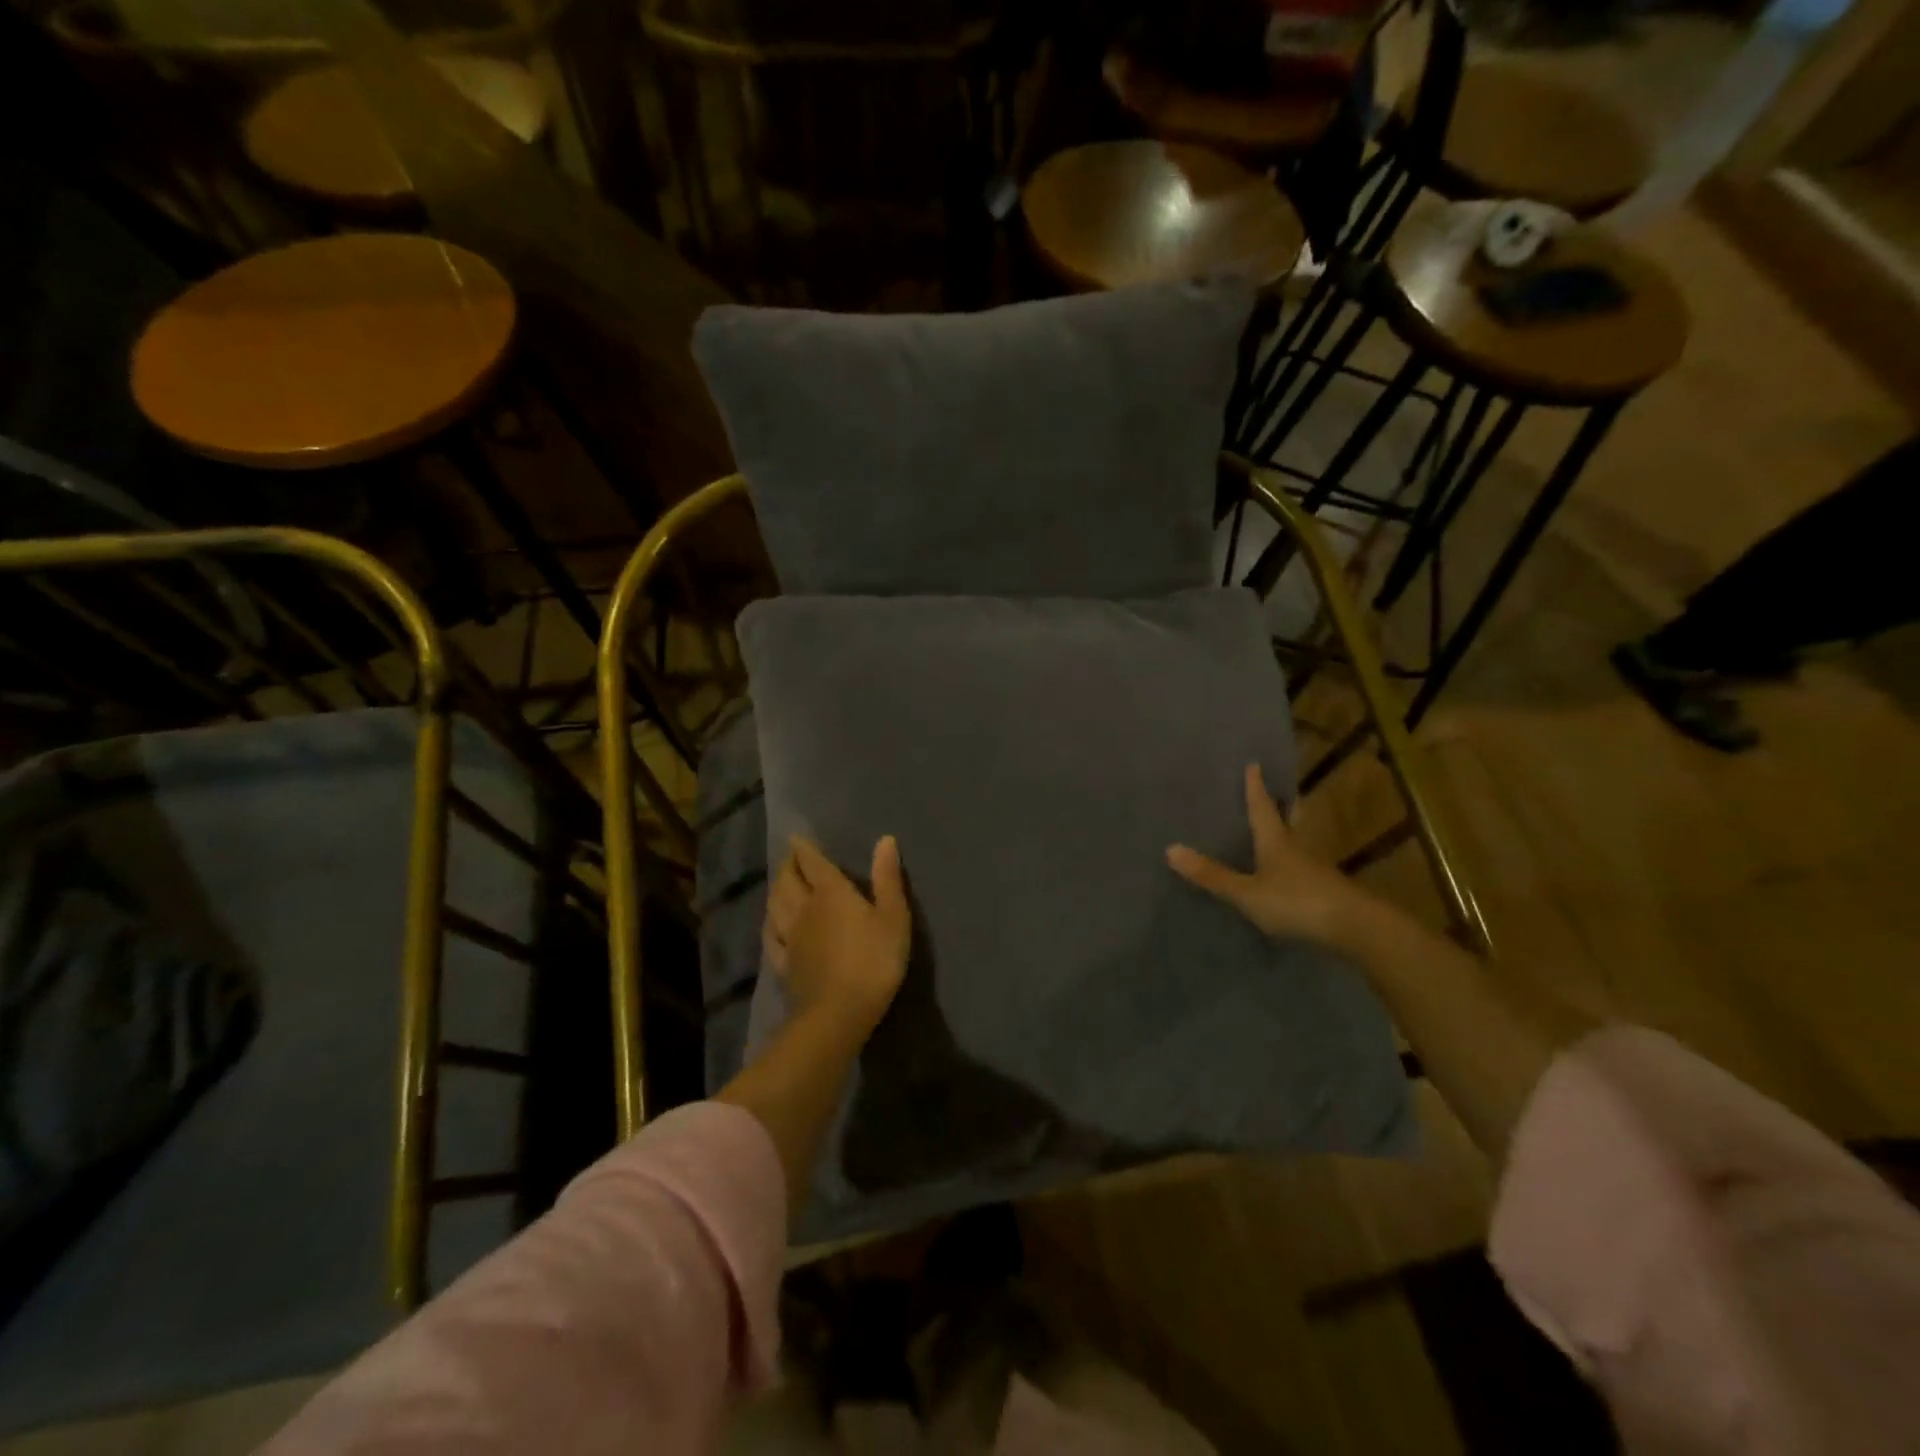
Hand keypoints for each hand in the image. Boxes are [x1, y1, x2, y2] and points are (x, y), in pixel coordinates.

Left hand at [764, 835, 911, 1036]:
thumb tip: (885, 839)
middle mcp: (804, 909)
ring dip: (776, 889)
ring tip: (779, 884)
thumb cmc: (873, 961)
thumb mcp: (892, 917)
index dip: (805, 848)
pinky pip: (771, 938)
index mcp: (831, 893)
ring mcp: (790, 938)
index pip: (813, 863)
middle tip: (790, 857)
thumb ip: (887, 878)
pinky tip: (771, 924)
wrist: (837, 1014)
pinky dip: (770, 924)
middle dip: (788, 865)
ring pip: (775, 906)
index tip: (796, 837)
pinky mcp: (784, 965)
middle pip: (788, 881)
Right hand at [1167, 764, 1377, 946]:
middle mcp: (1298, 848)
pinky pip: (1306, 867)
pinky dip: (1296, 861)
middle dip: (1283, 804)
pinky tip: (1291, 871)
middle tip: (1280, 790)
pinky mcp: (1327, 891)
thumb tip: (1170, 849)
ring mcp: (1316, 870)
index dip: (1256, 788)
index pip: (1262, 808)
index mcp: (1276, 841)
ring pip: (1300, 842)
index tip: (1255, 764)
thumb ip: (1212, 875)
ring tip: (1281, 827)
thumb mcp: (1247, 892)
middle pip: (1290, 819)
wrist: (1355, 928)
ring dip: (1291, 831)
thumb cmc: (1296, 902)